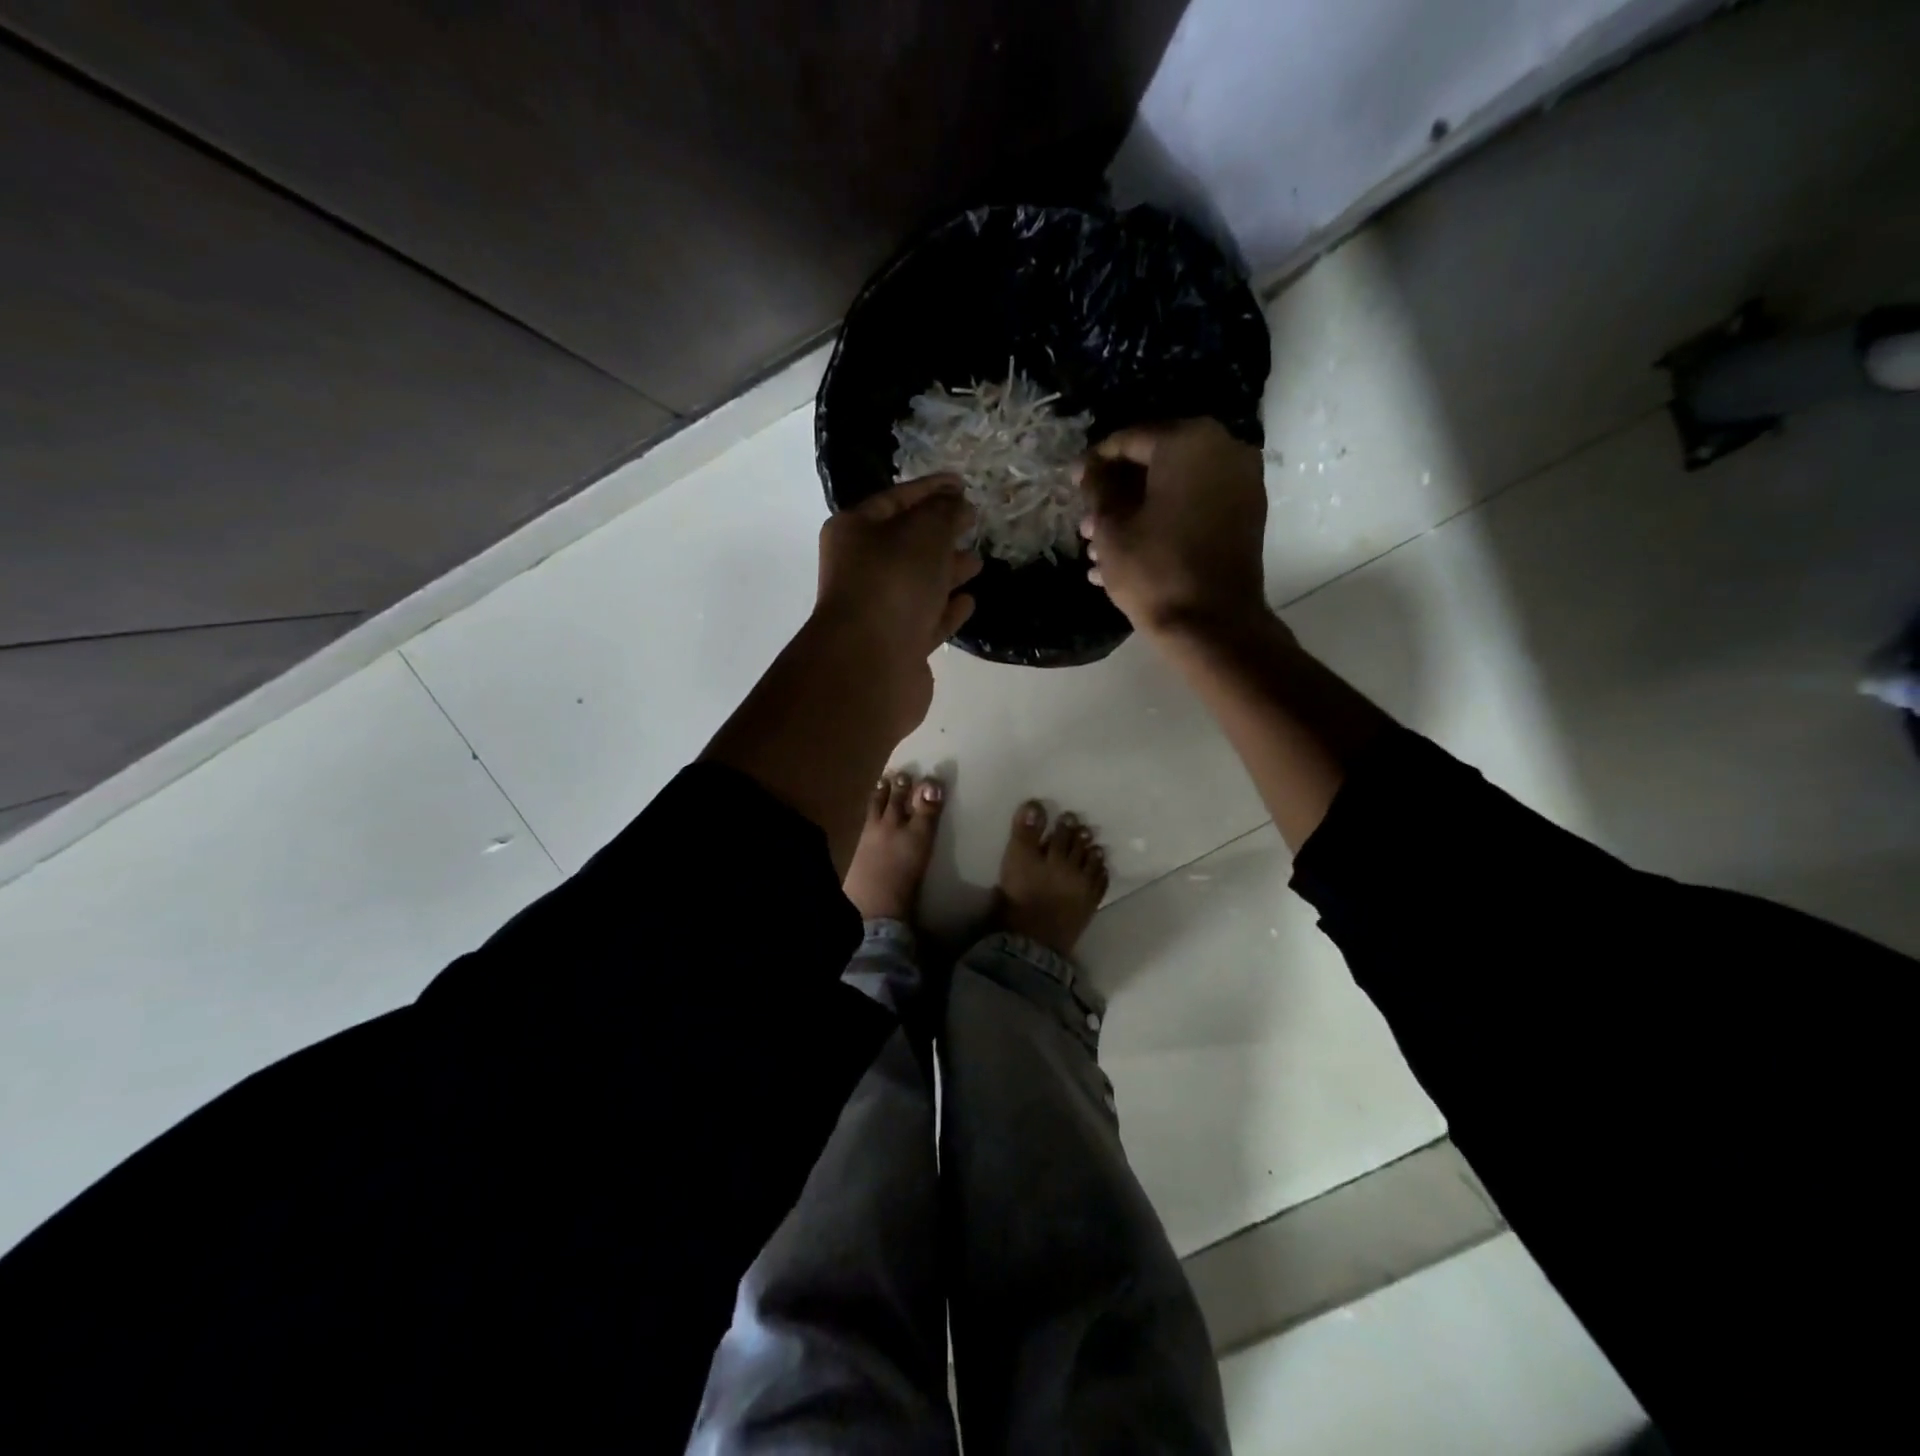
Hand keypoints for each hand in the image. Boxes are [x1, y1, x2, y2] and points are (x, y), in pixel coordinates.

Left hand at [814, 474, 981, 731]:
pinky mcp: (897, 646)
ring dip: (947, 572)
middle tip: (973, 523)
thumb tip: (957, 504)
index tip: (963, 484)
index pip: (897, 499)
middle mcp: (861, 569)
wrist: (871, 664)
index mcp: (855, 532)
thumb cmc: (893, 583)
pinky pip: (926, 620)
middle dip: (941, 533)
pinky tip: (969, 602)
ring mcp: (878, 611)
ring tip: (977, 563)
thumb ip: (945, 512)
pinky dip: (947, 610)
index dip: (931, 488)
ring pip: (918, 583)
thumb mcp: (924, 532)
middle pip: (906, 543)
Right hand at [1077, 419, 1269, 637]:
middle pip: (1156, 462)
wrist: (1211, 624)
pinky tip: (1131, 553)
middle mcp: (1223, 449)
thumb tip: (1089, 468)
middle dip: (1118, 492)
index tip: (1073, 484)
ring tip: (1101, 547)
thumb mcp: (1111, 526)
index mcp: (1188, 441)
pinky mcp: (1245, 516)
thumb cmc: (1154, 569)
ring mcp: (1240, 483)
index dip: (1096, 463)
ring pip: (1175, 488)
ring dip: (1137, 511)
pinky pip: (1195, 507)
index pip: (1130, 439)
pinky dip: (1165, 521)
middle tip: (1087, 521)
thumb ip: (1098, 487)